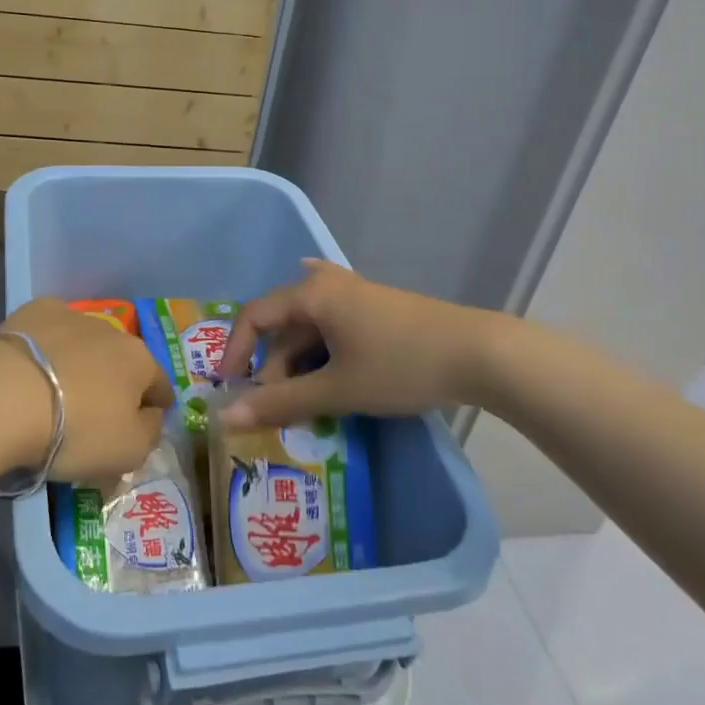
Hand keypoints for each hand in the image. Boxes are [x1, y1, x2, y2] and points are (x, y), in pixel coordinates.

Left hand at [1, 298, 171, 482]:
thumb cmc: (76, 430)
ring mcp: (72, 316)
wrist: (5, 396)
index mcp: (140, 361)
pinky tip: (29, 367)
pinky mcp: (34, 312)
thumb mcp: (128, 452)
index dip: (156, 406)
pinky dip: (46, 346)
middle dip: (114, 381)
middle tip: (94, 411)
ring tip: (56, 390)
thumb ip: (150, 432)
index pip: (160, 385)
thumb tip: (152, 415)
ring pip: (85, 343)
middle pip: (120, 360)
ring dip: (79, 362)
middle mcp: (112, 331)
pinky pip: (48, 332)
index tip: (145, 421)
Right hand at [218, 260, 497, 428]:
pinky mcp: (376, 310)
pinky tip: (326, 370)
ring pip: (310, 328)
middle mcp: (328, 286)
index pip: (255, 316)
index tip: (230, 388)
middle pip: (284, 324)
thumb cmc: (399, 365)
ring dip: (299, 364)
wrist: (478, 353)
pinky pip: (333, 329)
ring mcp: (355, 295)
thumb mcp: (336, 389)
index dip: (236, 351)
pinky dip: (322, 354)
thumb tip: (226, 418)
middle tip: (277, 409)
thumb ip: (280, 403)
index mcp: (312, 294)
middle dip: (273, 366)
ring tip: (306, 402)